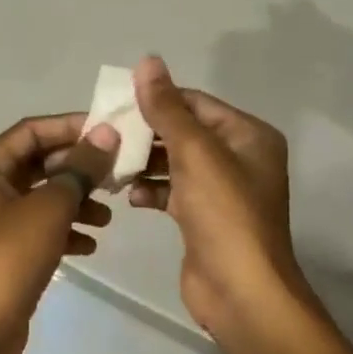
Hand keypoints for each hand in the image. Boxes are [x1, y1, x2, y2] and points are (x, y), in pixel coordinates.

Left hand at [0, 114, 118, 353]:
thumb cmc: (6, 259)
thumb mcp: (48, 209)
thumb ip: (79, 169)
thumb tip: (106, 133)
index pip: (30, 131)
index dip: (70, 127)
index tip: (110, 131)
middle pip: (38, 164)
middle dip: (77, 168)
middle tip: (117, 173)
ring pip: (42, 199)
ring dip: (75, 201)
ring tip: (109, 215)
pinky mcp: (6, 254)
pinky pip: (40, 230)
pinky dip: (65, 232)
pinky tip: (91, 244)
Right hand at [127, 56, 313, 347]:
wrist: (241, 292)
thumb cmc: (224, 214)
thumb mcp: (195, 153)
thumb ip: (167, 108)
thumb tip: (147, 62)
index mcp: (248, 136)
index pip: (195, 103)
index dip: (156, 99)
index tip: (114, 103)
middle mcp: (239, 158)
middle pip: (183, 131)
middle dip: (145, 132)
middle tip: (104, 133)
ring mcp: (221, 190)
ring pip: (174, 162)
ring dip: (143, 161)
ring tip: (109, 163)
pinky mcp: (203, 218)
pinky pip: (172, 191)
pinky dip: (150, 189)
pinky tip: (128, 195)